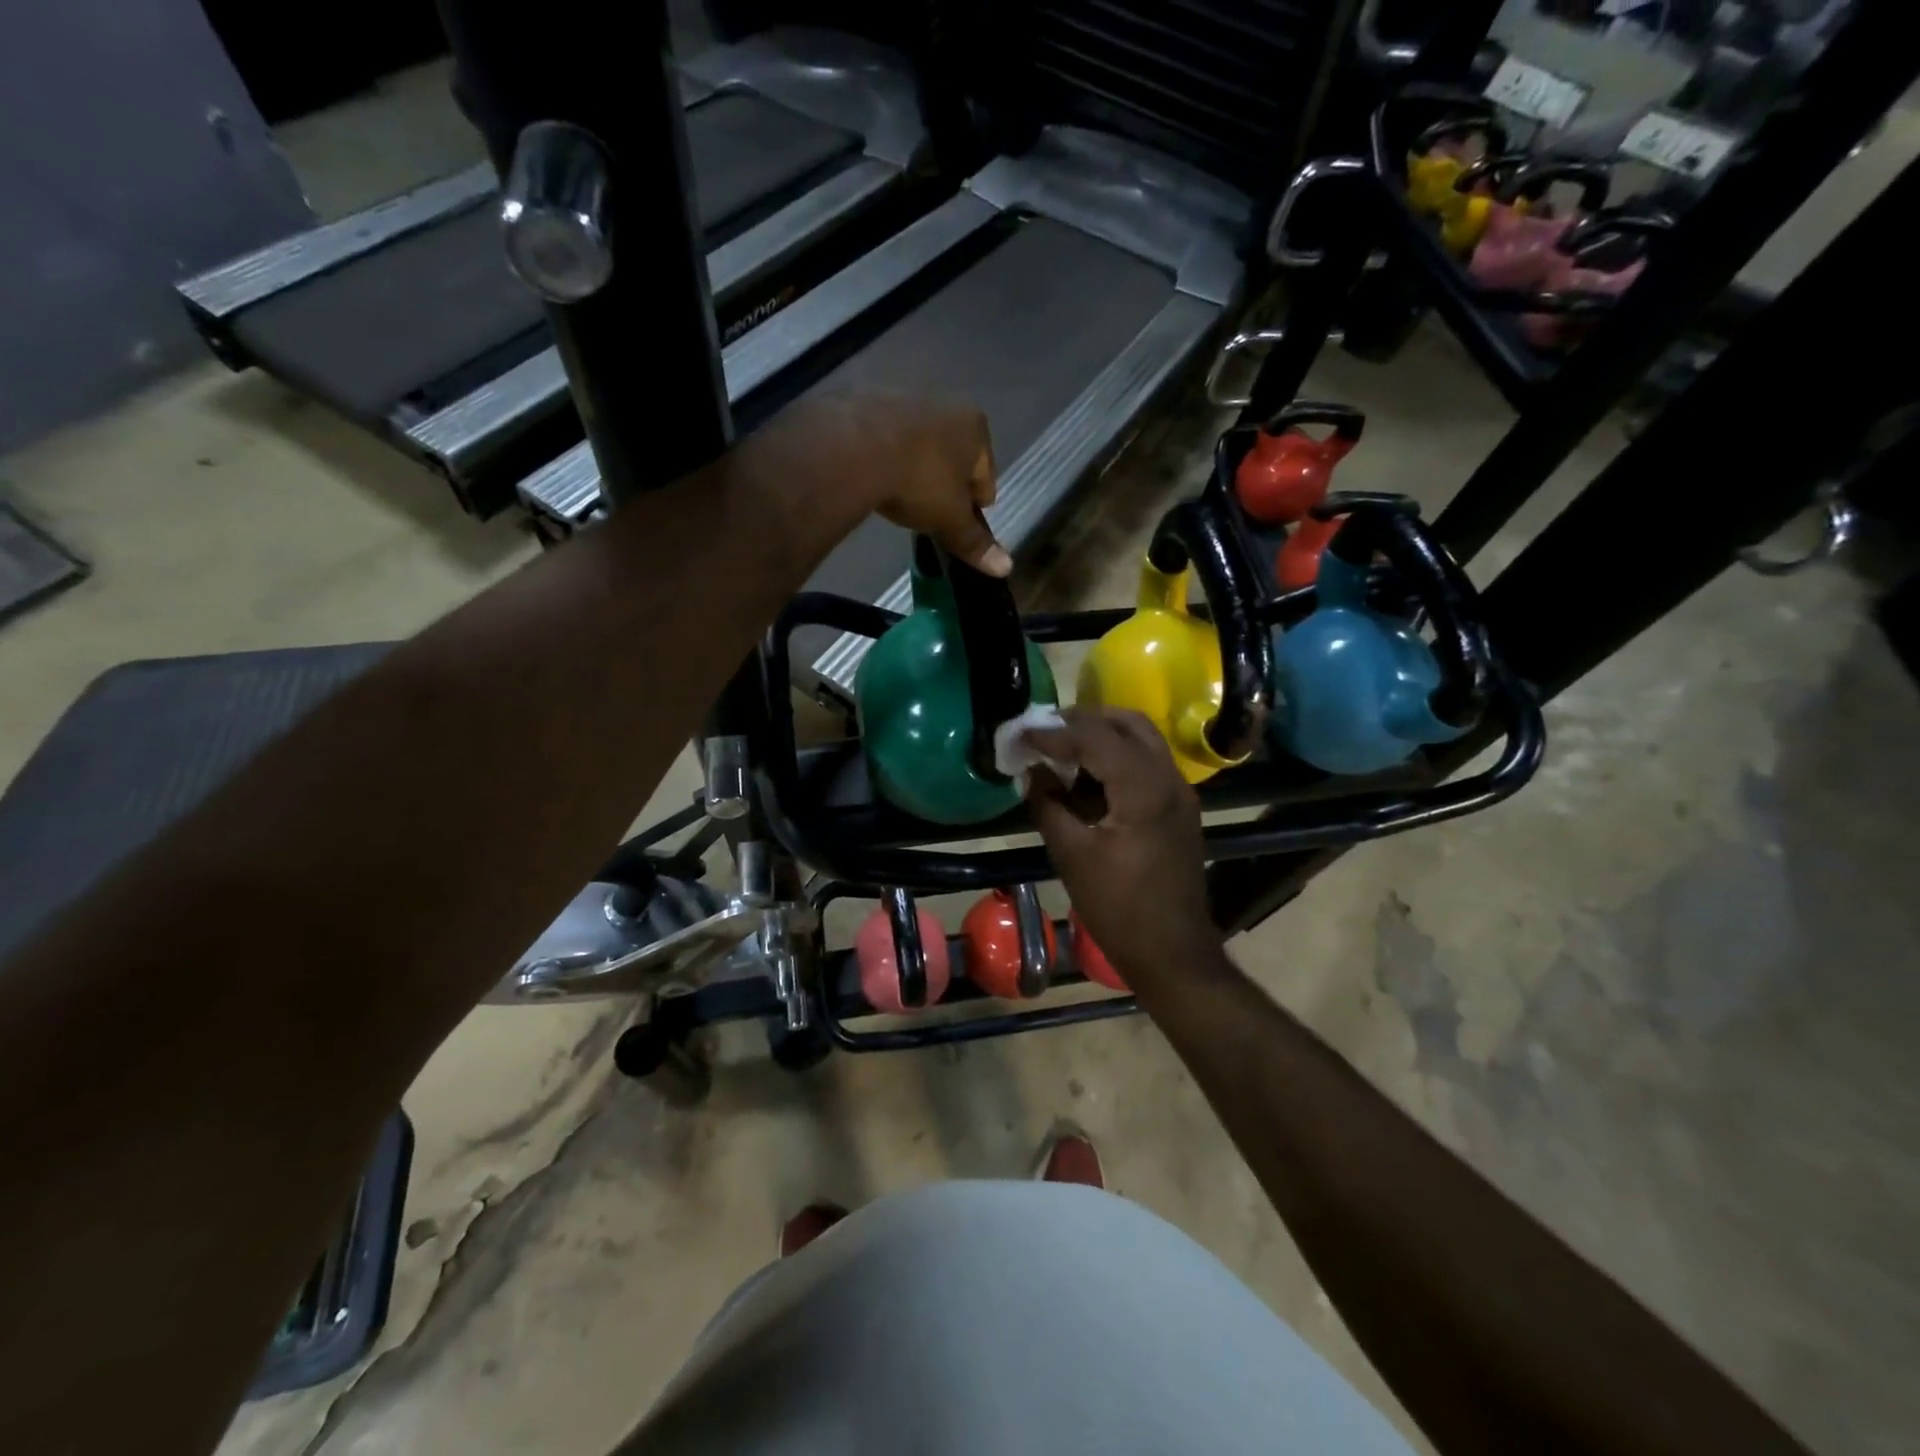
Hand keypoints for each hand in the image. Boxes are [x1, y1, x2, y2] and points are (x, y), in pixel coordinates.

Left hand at [771, 391, 1009, 576]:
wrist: (851, 446)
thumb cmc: (917, 480)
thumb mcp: (949, 519)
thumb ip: (975, 542)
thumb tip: (1006, 568)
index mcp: (975, 426)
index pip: (986, 476)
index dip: (973, 506)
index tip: (955, 524)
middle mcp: (945, 402)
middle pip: (953, 455)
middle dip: (944, 483)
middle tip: (926, 512)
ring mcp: (905, 396)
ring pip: (919, 443)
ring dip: (913, 466)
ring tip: (895, 495)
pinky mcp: (867, 399)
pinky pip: (885, 436)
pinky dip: (883, 454)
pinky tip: (871, 474)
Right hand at [1024, 708, 1219, 990]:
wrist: (1172, 951)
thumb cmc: (1118, 907)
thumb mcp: (1071, 855)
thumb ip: (1048, 805)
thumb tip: (1032, 772)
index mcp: (1143, 789)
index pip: (1094, 738)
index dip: (1053, 733)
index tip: (1020, 734)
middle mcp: (1169, 779)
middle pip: (1127, 723)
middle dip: (1083, 720)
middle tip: (1045, 730)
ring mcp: (1180, 792)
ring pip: (1142, 740)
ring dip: (1102, 735)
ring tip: (1061, 747)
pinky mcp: (1180, 808)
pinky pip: (1148, 763)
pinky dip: (1117, 756)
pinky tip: (1087, 775)